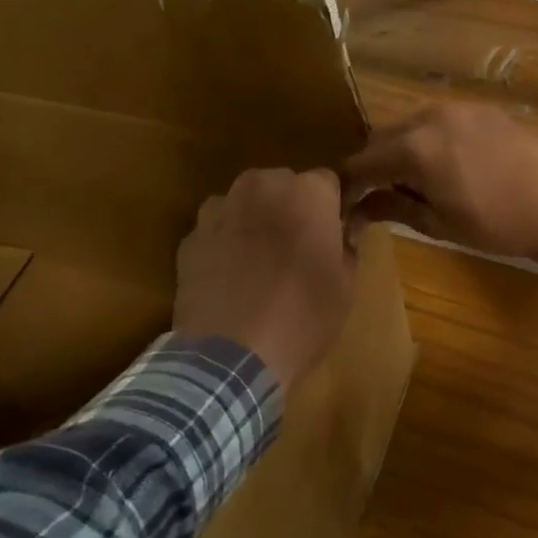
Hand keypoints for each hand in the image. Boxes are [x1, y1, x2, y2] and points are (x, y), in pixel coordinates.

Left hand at [173, 167, 356, 389]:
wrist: (230, 355)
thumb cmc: (303, 316)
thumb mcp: (346, 285)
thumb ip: (347, 246)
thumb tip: (342, 232)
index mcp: (308, 192)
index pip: (328, 182)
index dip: (331, 207)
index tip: (333, 233)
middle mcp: (263, 186)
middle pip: (283, 185)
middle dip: (291, 207)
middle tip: (297, 248)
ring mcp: (221, 209)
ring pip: (245, 202)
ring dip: (255, 219)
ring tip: (260, 261)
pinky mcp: (190, 236)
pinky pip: (216, 228)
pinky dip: (225, 242)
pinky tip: (230, 277)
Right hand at [342, 104, 537, 263]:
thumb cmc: (496, 224)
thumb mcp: (439, 223)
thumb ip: (393, 208)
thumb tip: (358, 209)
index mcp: (416, 148)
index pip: (363, 162)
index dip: (348, 184)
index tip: (343, 203)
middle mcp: (431, 117)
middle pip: (383, 137)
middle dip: (374, 164)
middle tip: (375, 194)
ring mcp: (459, 108)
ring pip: (412, 125)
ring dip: (401, 149)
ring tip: (411, 180)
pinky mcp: (482, 109)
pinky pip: (441, 120)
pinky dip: (430, 139)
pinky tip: (443, 163)